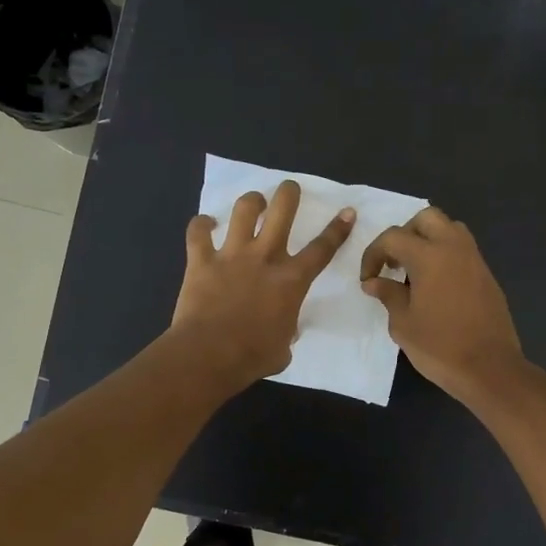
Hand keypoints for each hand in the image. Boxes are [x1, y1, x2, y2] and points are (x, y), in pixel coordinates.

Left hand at [170, 180, 354, 393]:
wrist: (209, 355)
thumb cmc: (253, 356)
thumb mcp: (284, 347)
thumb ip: (287, 331)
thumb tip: (283, 331)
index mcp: (292, 280)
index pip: (322, 249)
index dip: (337, 229)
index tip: (347, 211)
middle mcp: (265, 257)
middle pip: (282, 210)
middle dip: (289, 193)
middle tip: (289, 188)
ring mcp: (232, 255)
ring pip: (244, 210)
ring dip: (251, 201)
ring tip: (253, 202)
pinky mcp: (201, 260)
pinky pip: (198, 232)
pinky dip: (200, 225)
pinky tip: (204, 224)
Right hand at [360, 207, 526, 405]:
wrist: (489, 368)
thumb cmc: (440, 346)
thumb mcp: (403, 323)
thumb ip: (388, 294)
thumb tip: (373, 282)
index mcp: (429, 256)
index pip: (393, 237)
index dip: (374, 254)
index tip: (368, 278)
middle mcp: (454, 248)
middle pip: (427, 218)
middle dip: (405, 234)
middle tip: (394, 262)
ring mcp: (475, 260)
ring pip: (449, 229)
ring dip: (428, 240)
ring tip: (414, 270)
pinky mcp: (487, 275)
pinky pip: (462, 250)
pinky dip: (445, 255)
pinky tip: (435, 285)